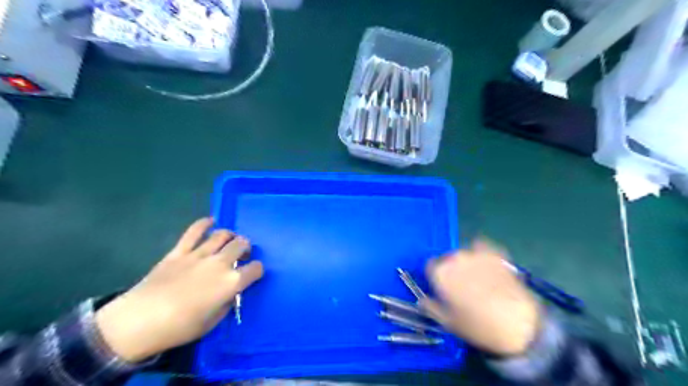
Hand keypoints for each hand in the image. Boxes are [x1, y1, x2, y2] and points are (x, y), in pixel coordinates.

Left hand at [94, 218, 260, 363]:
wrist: (139, 321)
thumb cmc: (180, 327)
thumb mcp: (213, 321)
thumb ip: (226, 303)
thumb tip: (229, 293)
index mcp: (231, 282)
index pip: (256, 268)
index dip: (257, 270)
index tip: (253, 273)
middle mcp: (220, 263)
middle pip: (241, 244)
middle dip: (246, 247)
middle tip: (242, 253)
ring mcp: (199, 254)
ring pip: (222, 235)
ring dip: (230, 236)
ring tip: (228, 241)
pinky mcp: (179, 251)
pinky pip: (194, 231)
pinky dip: (204, 224)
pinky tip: (210, 222)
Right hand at [422, 242, 539, 355]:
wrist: (517, 324)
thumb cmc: (477, 326)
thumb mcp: (447, 322)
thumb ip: (430, 307)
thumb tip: (422, 300)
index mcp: (439, 272)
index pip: (430, 266)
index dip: (436, 278)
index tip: (442, 289)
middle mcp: (454, 258)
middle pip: (446, 259)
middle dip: (450, 270)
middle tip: (460, 287)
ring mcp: (475, 253)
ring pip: (463, 253)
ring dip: (465, 263)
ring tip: (476, 278)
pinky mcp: (495, 253)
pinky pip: (482, 246)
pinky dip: (481, 253)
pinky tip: (486, 265)